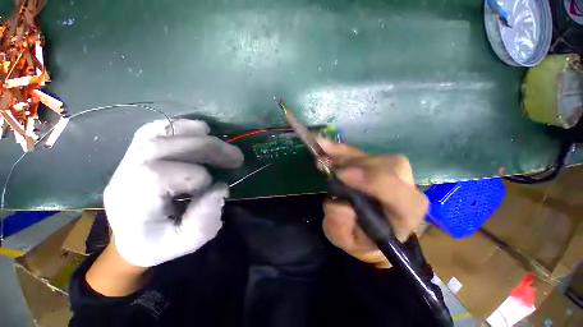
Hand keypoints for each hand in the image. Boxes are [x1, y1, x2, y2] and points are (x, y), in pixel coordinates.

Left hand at [103, 119, 243, 267]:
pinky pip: (156, 128)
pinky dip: (181, 126)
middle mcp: (125, 173)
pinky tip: (199, 132)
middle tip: (237, 157)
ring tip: (221, 141)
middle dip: (209, 148)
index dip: (198, 179)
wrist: (128, 239)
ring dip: (197, 134)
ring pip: (160, 132)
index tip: (214, 189)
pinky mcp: (136, 151)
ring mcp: (127, 158)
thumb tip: (221, 189)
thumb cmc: (156, 244)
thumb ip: (204, 222)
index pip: (163, 175)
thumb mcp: (183, 244)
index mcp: (133, 200)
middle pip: (166, 146)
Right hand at [318, 138, 427, 268]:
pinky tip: (324, 146)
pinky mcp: (376, 163)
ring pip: (371, 155)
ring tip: (321, 152)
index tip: (341, 175)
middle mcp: (405, 188)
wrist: (368, 229)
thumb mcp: (346, 241)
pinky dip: (340, 149)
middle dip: (355, 164)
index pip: (400, 194)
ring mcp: (391, 172)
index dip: (372, 181)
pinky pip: (359, 153)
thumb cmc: (361, 238)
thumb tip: (340, 204)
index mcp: (405, 213)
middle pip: (388, 166)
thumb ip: (341, 227)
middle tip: (328, 165)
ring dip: (343, 154)